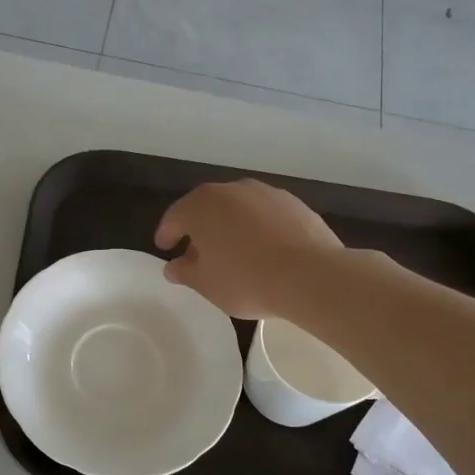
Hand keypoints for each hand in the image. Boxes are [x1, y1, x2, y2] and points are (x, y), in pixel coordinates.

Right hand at [155, 179, 345, 318]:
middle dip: (200, 229)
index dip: (167, 234)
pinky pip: (265, 215)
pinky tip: (264, 250)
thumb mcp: (206, 284)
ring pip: (238, 209)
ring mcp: (265, 193)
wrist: (310, 275)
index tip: (165, 248)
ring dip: (230, 226)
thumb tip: (174, 267)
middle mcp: (231, 190)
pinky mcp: (294, 203)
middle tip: (197, 253)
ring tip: (233, 252)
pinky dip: (258, 228)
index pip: (175, 217)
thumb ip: (185, 272)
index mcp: (201, 206)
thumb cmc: (246, 280)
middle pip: (207, 208)